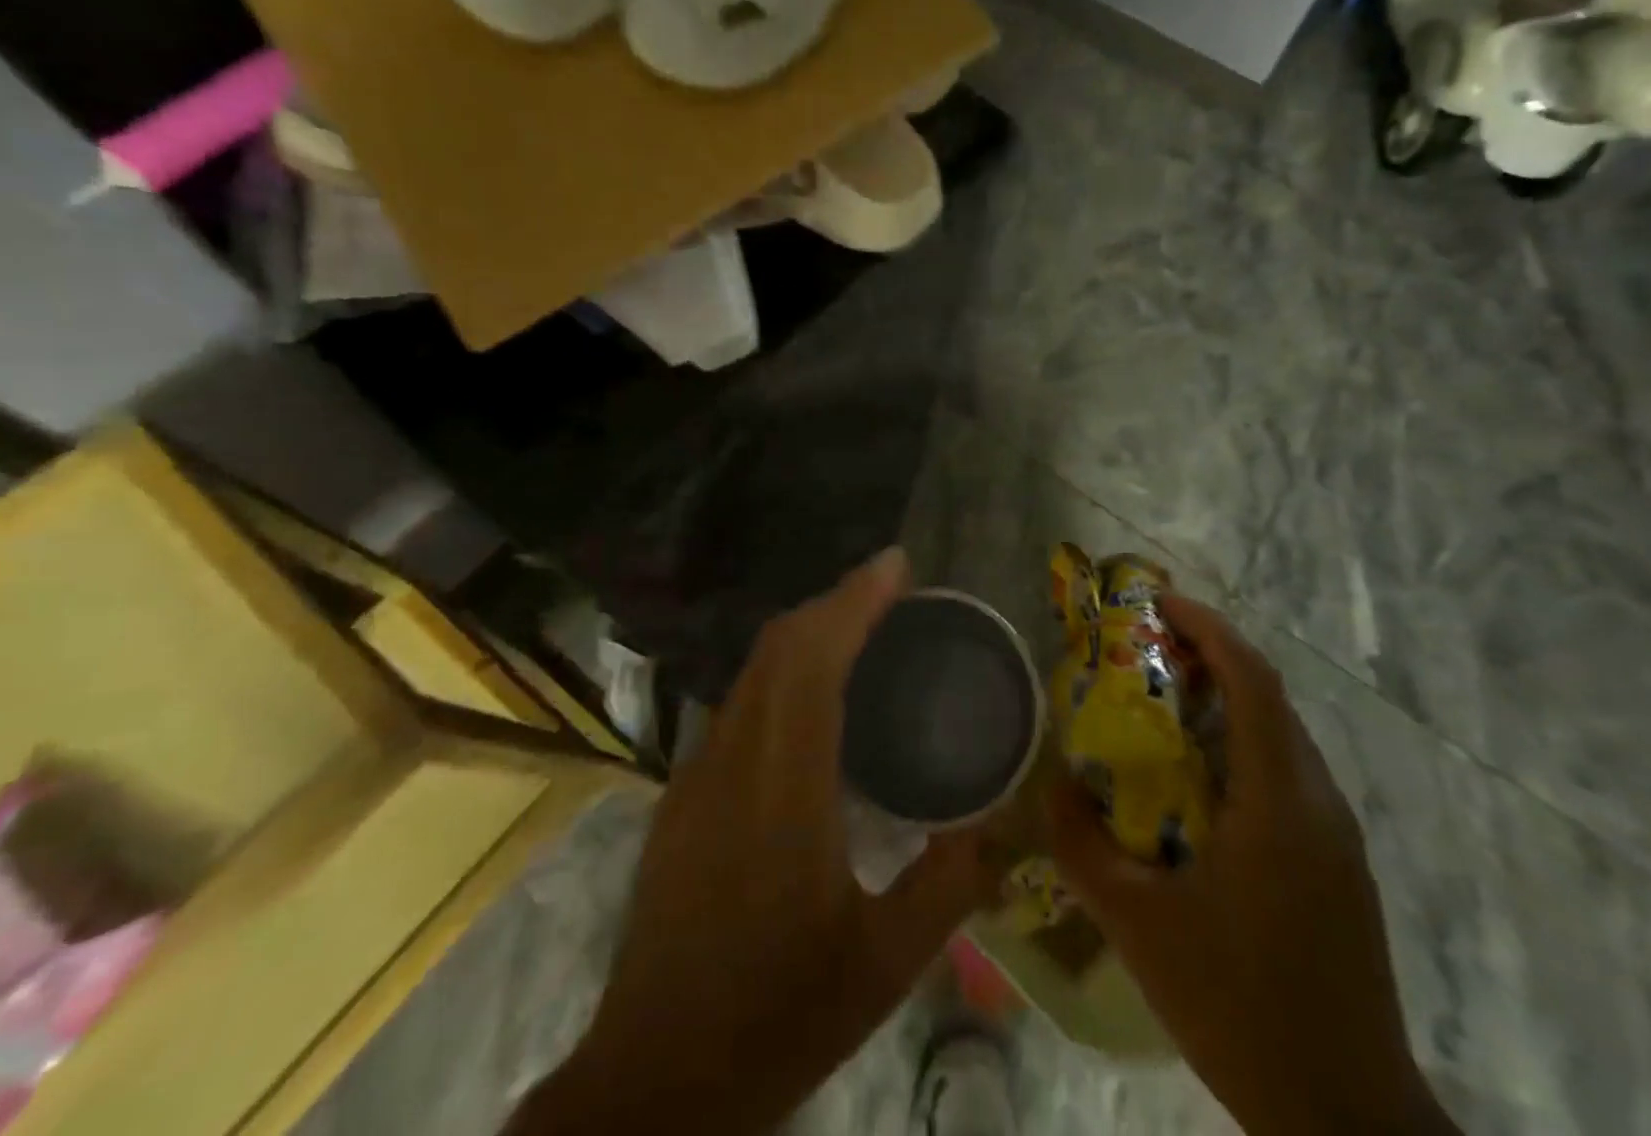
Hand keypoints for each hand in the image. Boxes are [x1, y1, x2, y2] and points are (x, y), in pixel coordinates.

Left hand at [514, 548, 996, 1135]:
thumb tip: (998, 824)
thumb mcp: (884, 966)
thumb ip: (948, 885)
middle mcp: (731, 761)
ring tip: (862, 631)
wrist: (652, 1084)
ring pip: (753, 670)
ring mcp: (696, 775)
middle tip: (891, 591)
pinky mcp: (681, 795)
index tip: (896, 566)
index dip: (853, 601)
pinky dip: (782, 672)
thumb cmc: (775, 1019)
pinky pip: (739, 704)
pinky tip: (813, 699)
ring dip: (807, 632)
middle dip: (835, 601)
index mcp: (783, 789)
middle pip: (778, 646)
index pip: (813, 660)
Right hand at [1048, 596, 1456, 1135]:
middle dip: (1211, 655)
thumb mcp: (1138, 927)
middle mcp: (1317, 801)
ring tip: (1165, 703)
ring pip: (1280, 735)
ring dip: (1227, 700)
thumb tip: (1052, 786)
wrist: (1346, 1120)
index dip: (1208, 628)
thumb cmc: (1238, 1006)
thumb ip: (1082, 848)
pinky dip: (1241, 746)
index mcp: (1277, 802)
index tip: (1159, 603)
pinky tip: (1199, 782)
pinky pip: (1286, 774)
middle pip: (1268, 697)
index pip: (1252, 680)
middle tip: (1148, 647)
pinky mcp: (1339, 864)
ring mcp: (1336, 834)